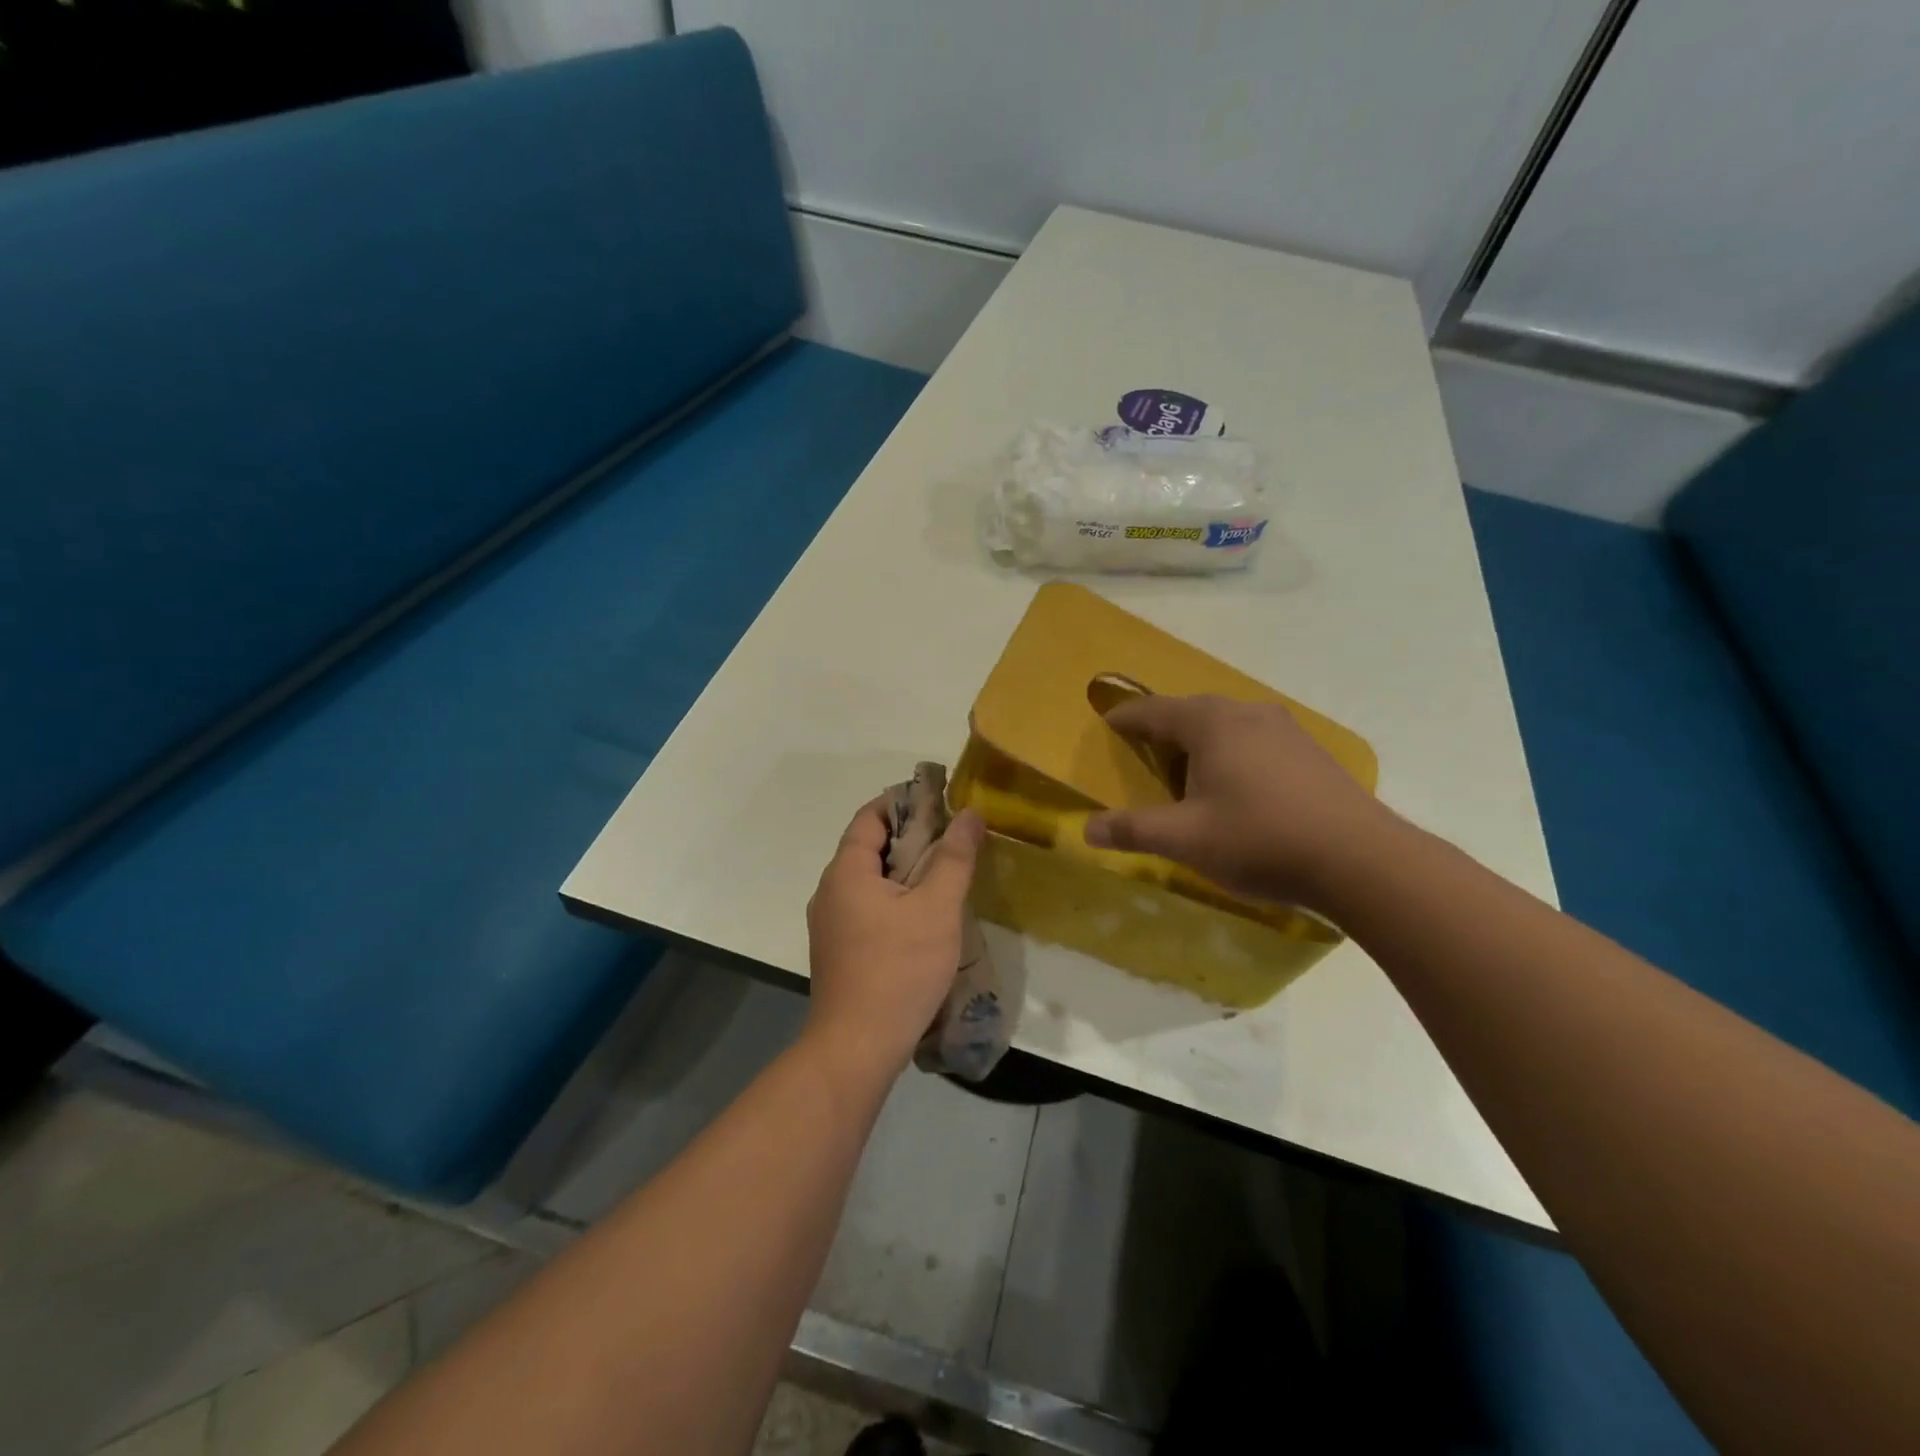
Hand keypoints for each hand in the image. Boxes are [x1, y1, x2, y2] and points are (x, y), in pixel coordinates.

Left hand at [805, 797, 983, 1076]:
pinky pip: (865, 907)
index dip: (904, 802)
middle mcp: (829, 891)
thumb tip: (969, 813)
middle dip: (910, 836)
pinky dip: (893, 898)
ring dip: (903, 870)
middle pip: (868, 847)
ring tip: (944, 874)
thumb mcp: (937, 908)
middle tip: (953, 838)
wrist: (857, 1046)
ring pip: (868, 880)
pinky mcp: (837, 950)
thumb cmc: (899, 969)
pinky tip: (922, 916)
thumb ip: (954, 857)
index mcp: (846, 871)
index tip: (941, 801)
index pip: (870, 817)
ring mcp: (829, 924)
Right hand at [1084, 694, 1391, 909]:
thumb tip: (1087, 829)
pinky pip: (1255, 739)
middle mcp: (1247, 712)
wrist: (1360, 859)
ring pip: (1227, 724)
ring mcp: (1285, 728)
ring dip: (1201, 740)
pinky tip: (1238, 784)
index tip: (1106, 725)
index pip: (1153, 711)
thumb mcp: (1186, 839)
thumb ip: (1133, 830)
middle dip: (1163, 728)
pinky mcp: (1310, 751)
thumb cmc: (1259, 839)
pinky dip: (1233, 752)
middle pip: (1191, 712)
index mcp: (1210, 723)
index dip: (1125, 718)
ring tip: (1188, 769)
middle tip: (1143, 751)